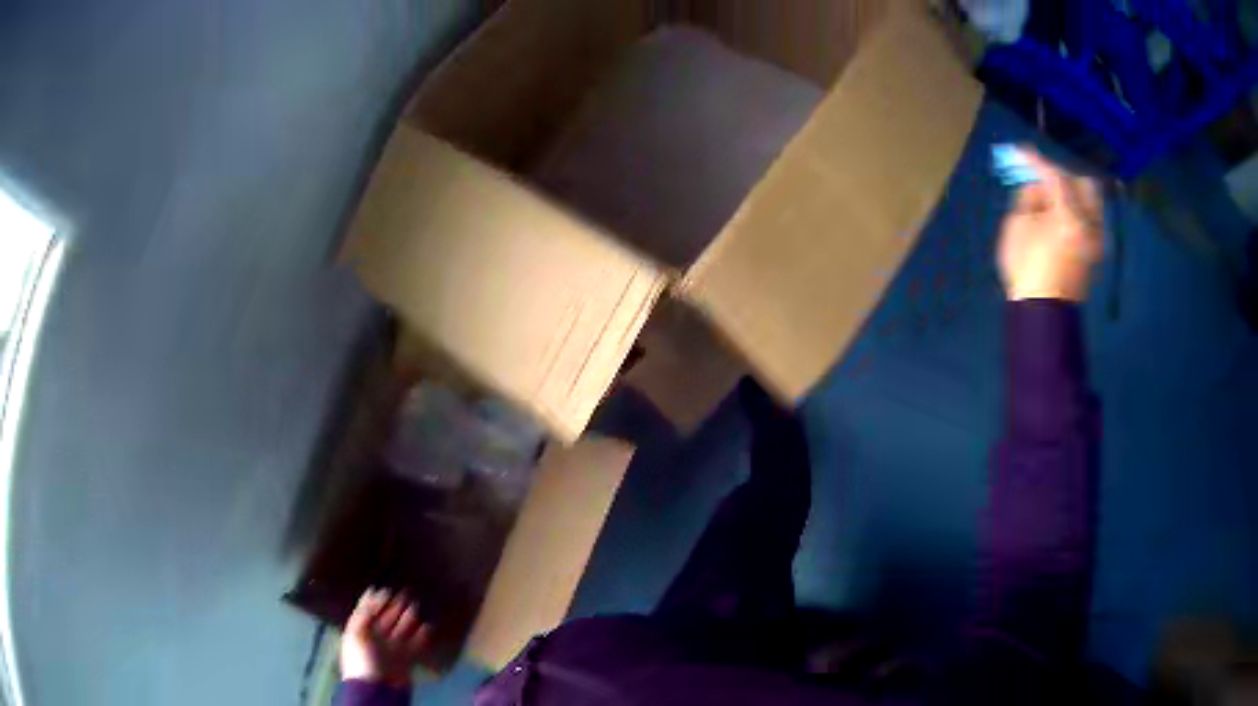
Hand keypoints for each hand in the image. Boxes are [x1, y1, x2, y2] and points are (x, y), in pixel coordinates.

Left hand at [340, 588, 431, 686]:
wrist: (377, 687)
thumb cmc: (362, 659)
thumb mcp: (357, 632)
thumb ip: (364, 613)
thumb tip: (371, 593)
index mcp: (361, 631)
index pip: (367, 612)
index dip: (375, 601)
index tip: (386, 589)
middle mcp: (376, 638)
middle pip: (385, 619)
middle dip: (394, 607)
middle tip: (405, 594)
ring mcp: (392, 648)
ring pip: (401, 630)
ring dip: (408, 619)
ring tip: (415, 607)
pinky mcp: (406, 658)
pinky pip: (415, 644)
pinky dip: (422, 636)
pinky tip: (428, 627)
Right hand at [998, 148, 1103, 302]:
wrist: (1042, 314)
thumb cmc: (1026, 269)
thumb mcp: (1016, 226)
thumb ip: (1028, 198)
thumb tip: (1037, 189)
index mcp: (1071, 216)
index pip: (1055, 176)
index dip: (1036, 161)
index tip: (1021, 150)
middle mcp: (1090, 224)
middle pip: (1085, 185)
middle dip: (1063, 177)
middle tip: (1043, 180)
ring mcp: (1096, 239)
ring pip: (1090, 202)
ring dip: (1071, 194)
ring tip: (1050, 201)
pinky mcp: (1094, 252)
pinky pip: (1088, 219)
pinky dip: (1075, 211)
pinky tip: (1057, 217)